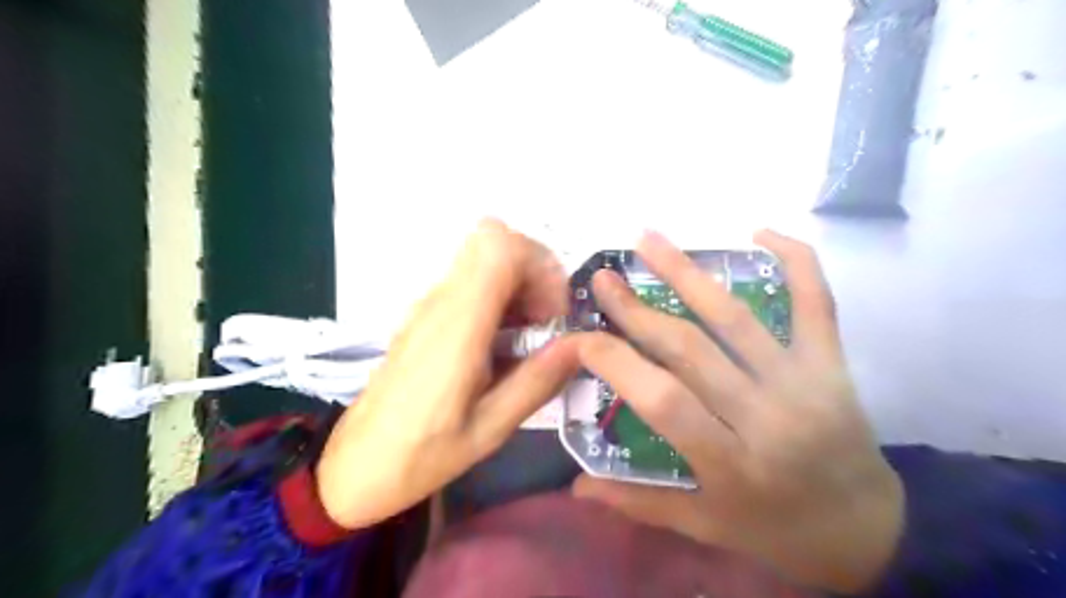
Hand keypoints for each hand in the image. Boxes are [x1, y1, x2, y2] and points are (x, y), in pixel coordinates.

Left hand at [315, 220, 581, 526]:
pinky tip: (503, 342)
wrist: (355, 465)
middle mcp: (440, 302)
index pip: (499, 246)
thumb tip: (580, 344)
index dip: (540, 265)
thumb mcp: (489, 430)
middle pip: (493, 238)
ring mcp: (429, 304)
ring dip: (518, 283)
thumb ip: (536, 382)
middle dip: (534, 270)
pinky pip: (471, 281)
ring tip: (528, 335)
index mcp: (456, 327)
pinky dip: (500, 295)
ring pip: (484, 256)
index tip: (554, 313)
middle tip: (546, 321)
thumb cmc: (421, 456)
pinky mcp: (426, 314)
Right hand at [570, 229, 900, 593]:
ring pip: (737, 316)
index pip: (661, 400)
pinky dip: (795, 260)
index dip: (615, 362)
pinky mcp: (833, 364)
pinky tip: (759, 231)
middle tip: (603, 277)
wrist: (871, 530)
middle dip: (636, 310)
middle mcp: (766, 416)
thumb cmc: (777, 529)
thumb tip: (575, 486)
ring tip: (648, 238)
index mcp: (731, 463)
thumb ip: (637, 503)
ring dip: (688, 273)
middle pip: (690, 349)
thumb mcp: (705, 526)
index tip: (581, 336)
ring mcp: (804, 382)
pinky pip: (818, 302)